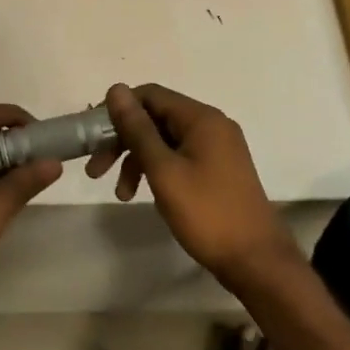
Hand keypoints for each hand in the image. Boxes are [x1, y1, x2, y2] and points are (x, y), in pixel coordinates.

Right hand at [90, 83, 295, 284]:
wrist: (256, 260)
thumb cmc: (206, 213)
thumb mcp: (164, 170)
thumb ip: (138, 129)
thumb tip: (116, 89)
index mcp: (201, 118)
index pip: (150, 95)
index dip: (118, 111)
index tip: (93, 138)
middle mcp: (212, 125)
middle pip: (156, 118)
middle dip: (123, 141)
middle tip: (96, 171)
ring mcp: (217, 148)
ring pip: (165, 141)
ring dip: (137, 161)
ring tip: (121, 194)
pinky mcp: (218, 170)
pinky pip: (179, 157)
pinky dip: (158, 170)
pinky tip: (147, 195)